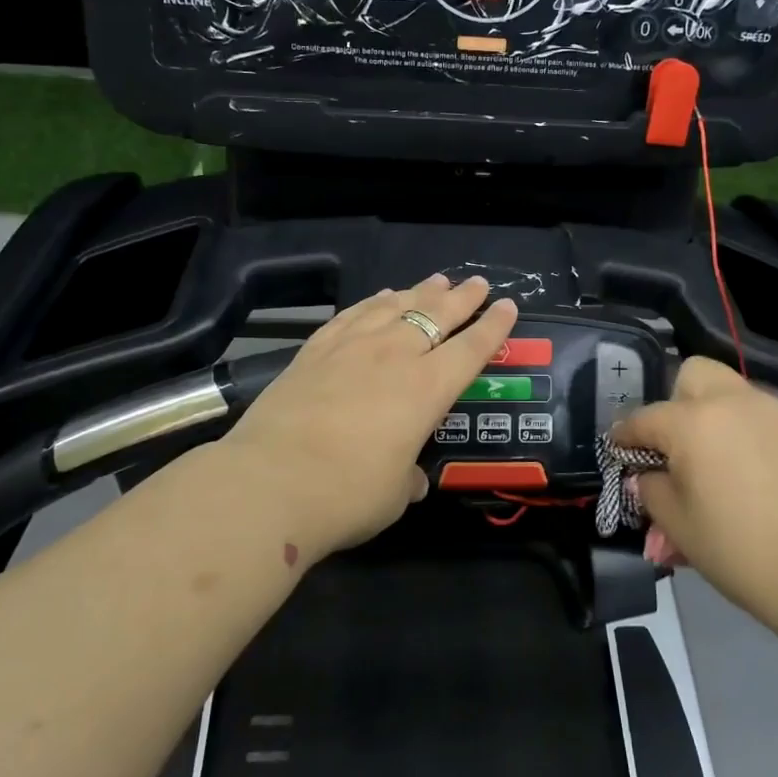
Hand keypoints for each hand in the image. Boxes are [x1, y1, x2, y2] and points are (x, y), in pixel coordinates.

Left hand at [217, 275, 517, 555]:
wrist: (269, 483)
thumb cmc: (347, 495)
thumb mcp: (395, 494)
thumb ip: (408, 478)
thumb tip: (412, 478)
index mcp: (427, 390)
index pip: (471, 349)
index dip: (493, 327)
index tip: (508, 305)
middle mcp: (394, 357)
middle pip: (436, 315)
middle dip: (462, 298)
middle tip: (477, 283)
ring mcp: (351, 348)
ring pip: (395, 306)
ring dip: (420, 291)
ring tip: (436, 281)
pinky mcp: (315, 350)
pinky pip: (353, 314)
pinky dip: (373, 302)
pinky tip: (380, 296)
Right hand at [611, 357, 777, 608]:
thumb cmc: (740, 548)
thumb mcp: (678, 526)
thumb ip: (652, 491)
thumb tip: (648, 476)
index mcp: (690, 422)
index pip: (643, 419)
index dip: (624, 436)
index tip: (618, 449)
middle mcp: (731, 403)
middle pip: (693, 375)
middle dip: (677, 401)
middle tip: (678, 444)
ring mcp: (774, 411)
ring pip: (733, 395)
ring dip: (716, 418)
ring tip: (719, 465)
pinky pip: (765, 419)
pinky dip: (750, 435)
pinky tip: (757, 476)